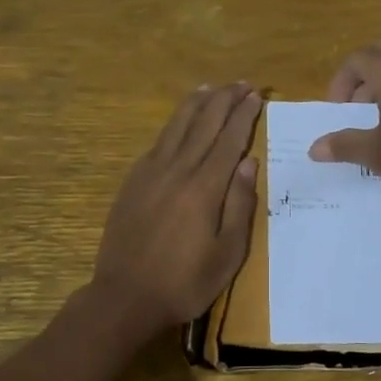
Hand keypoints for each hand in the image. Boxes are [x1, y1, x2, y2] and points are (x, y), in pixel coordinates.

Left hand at [91, 83, 262, 333]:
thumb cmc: (184, 282)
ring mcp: (150, 174)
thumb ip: (239, 205)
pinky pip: (157, 143)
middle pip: (203, 124)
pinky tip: (179, 122)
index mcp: (204, 188)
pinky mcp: (132, 182)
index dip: (243, 115)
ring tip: (210, 87)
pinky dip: (173, 125)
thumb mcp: (227, 254)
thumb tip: (248, 163)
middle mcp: (177, 171)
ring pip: (176, 127)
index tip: (256, 95)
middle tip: (241, 83)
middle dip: (224, 100)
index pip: (228, 141)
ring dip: (196, 104)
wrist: (124, 297)